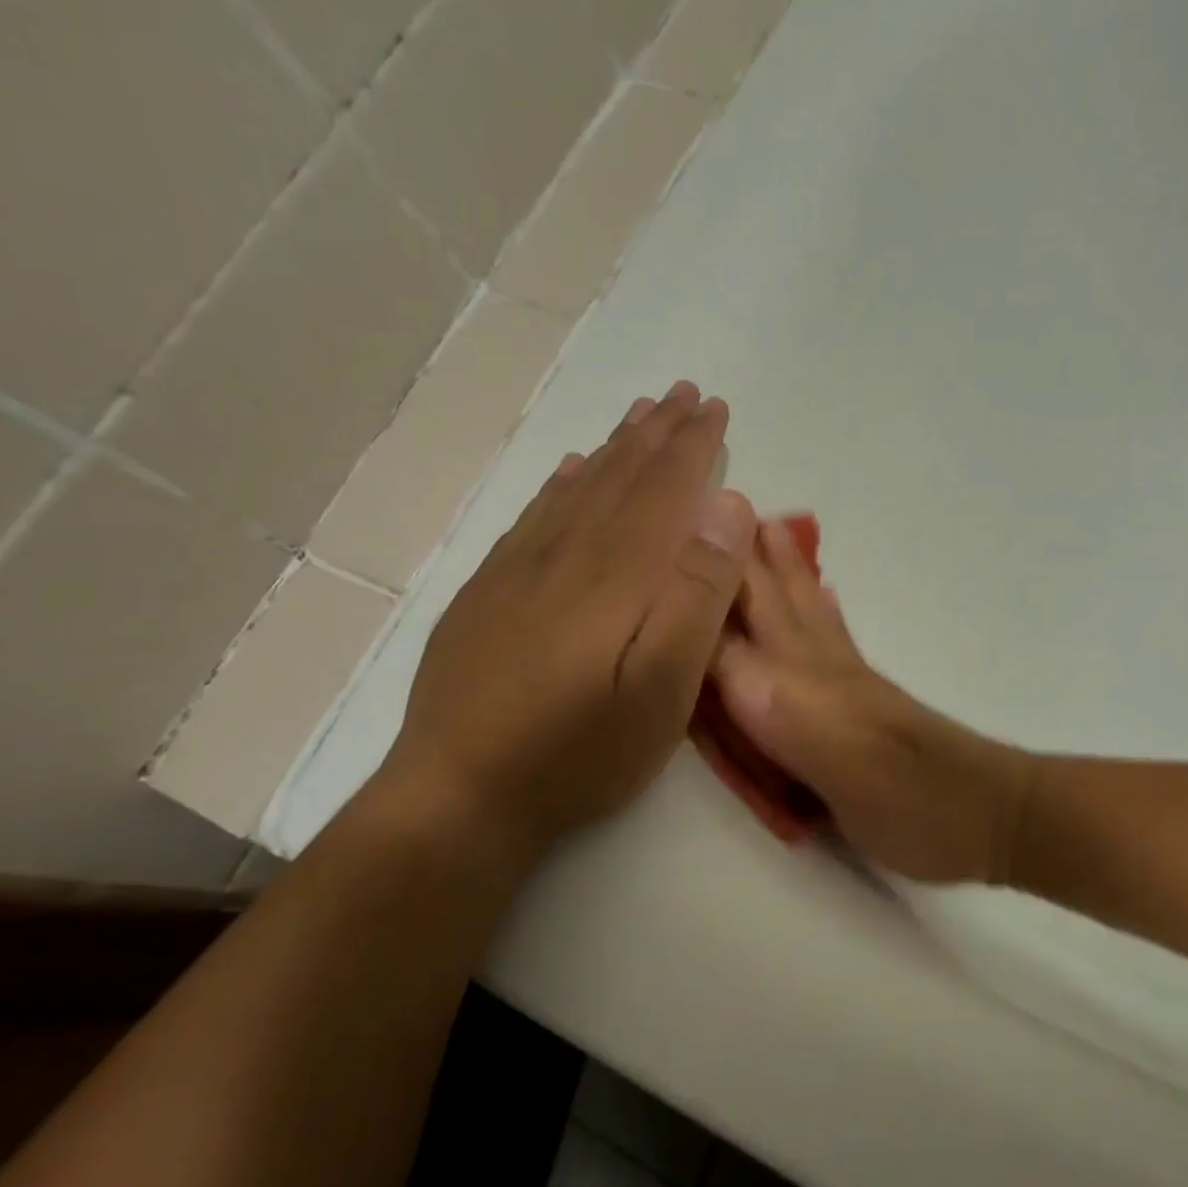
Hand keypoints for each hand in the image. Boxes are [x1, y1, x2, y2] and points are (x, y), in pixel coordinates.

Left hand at [376, 382, 756, 866]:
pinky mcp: (489, 593)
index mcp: (616, 573)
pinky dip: (561, 484)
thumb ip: (697, 594)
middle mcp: (566, 554)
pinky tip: (571, 471)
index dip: (692, 446)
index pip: (663, 489)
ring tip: (639, 414)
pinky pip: (534, 517)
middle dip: (657, 432)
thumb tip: (727, 507)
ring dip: (614, 448)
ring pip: (578, 488)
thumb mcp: (662, 688)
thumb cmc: (580, 750)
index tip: (714, 408)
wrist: (460, 793)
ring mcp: (519, 571)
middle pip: (620, 477)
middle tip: (684, 393)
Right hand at [711, 522, 1033, 884]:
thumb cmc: (901, 794)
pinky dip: (819, 610)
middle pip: (774, 597)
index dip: (708, 564)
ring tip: (769, 532)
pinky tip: (822, 598)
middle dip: (744, 554)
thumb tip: (699, 650)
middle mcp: (818, 664)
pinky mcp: (863, 702)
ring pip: (805, 609)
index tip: (678, 516)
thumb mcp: (823, 751)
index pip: (739, 603)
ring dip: (782, 571)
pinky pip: (833, 638)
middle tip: (721, 503)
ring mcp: (846, 680)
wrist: (980, 814)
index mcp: (800, 670)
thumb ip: (765, 699)